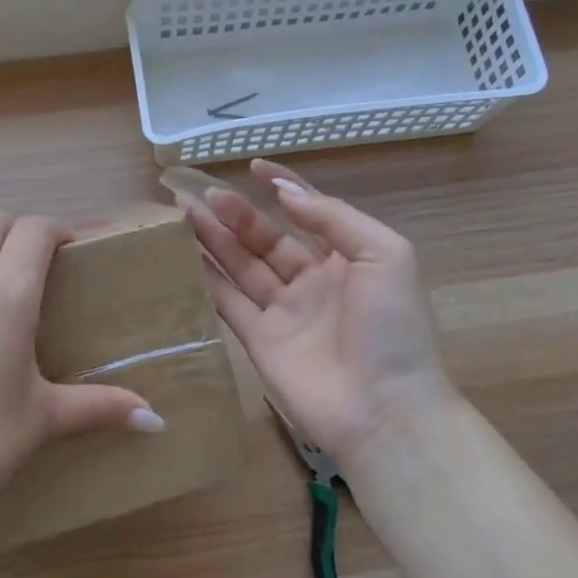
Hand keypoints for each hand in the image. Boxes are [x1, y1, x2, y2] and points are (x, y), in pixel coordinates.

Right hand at [187, 159, 456, 465]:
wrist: (384, 410)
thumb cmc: (392, 326)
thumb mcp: (384, 254)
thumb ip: (334, 218)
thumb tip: (284, 192)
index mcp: (347, 258)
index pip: (309, 213)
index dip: (282, 189)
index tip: (253, 168)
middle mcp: (313, 281)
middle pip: (267, 239)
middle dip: (238, 215)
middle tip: (204, 194)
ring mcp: (285, 313)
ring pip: (243, 268)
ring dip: (217, 241)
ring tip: (186, 214)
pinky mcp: (260, 342)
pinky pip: (229, 304)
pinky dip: (208, 281)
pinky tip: (186, 257)